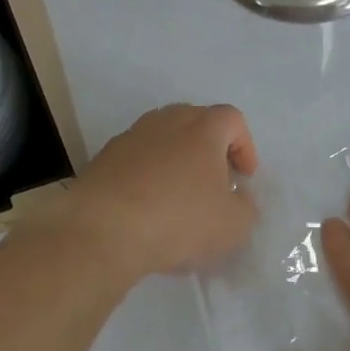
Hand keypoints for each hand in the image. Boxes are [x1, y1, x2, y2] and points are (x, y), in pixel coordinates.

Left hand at [48, 103, 259, 281]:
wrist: (103, 231)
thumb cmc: (179, 221)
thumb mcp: (234, 225)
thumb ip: (246, 206)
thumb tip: (237, 196)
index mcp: (202, 129)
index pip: (232, 119)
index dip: (244, 146)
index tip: (244, 178)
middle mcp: (165, 122)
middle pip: (194, 121)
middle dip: (209, 148)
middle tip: (214, 182)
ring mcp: (130, 138)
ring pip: (162, 139)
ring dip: (175, 161)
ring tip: (178, 197)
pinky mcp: (103, 160)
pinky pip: (136, 161)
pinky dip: (147, 177)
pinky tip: (147, 209)